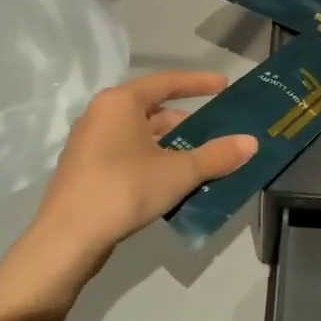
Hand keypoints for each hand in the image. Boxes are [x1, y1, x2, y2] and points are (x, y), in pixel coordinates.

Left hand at [33, 71, 256, 255]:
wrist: (68, 238)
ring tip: (202, 162)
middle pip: (153, 111)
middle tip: (217, 136)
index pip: (166, 82)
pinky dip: (153, 161)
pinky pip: (128, 155)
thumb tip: (252, 142)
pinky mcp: (86, 170)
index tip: (224, 86)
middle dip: (187, 124)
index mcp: (120, 102)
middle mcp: (101, 115)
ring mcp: (90, 144)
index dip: (198, 83)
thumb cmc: (123, 189)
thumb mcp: (178, 172)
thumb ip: (216, 156)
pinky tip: (173, 182)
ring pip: (141, 136)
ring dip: (172, 147)